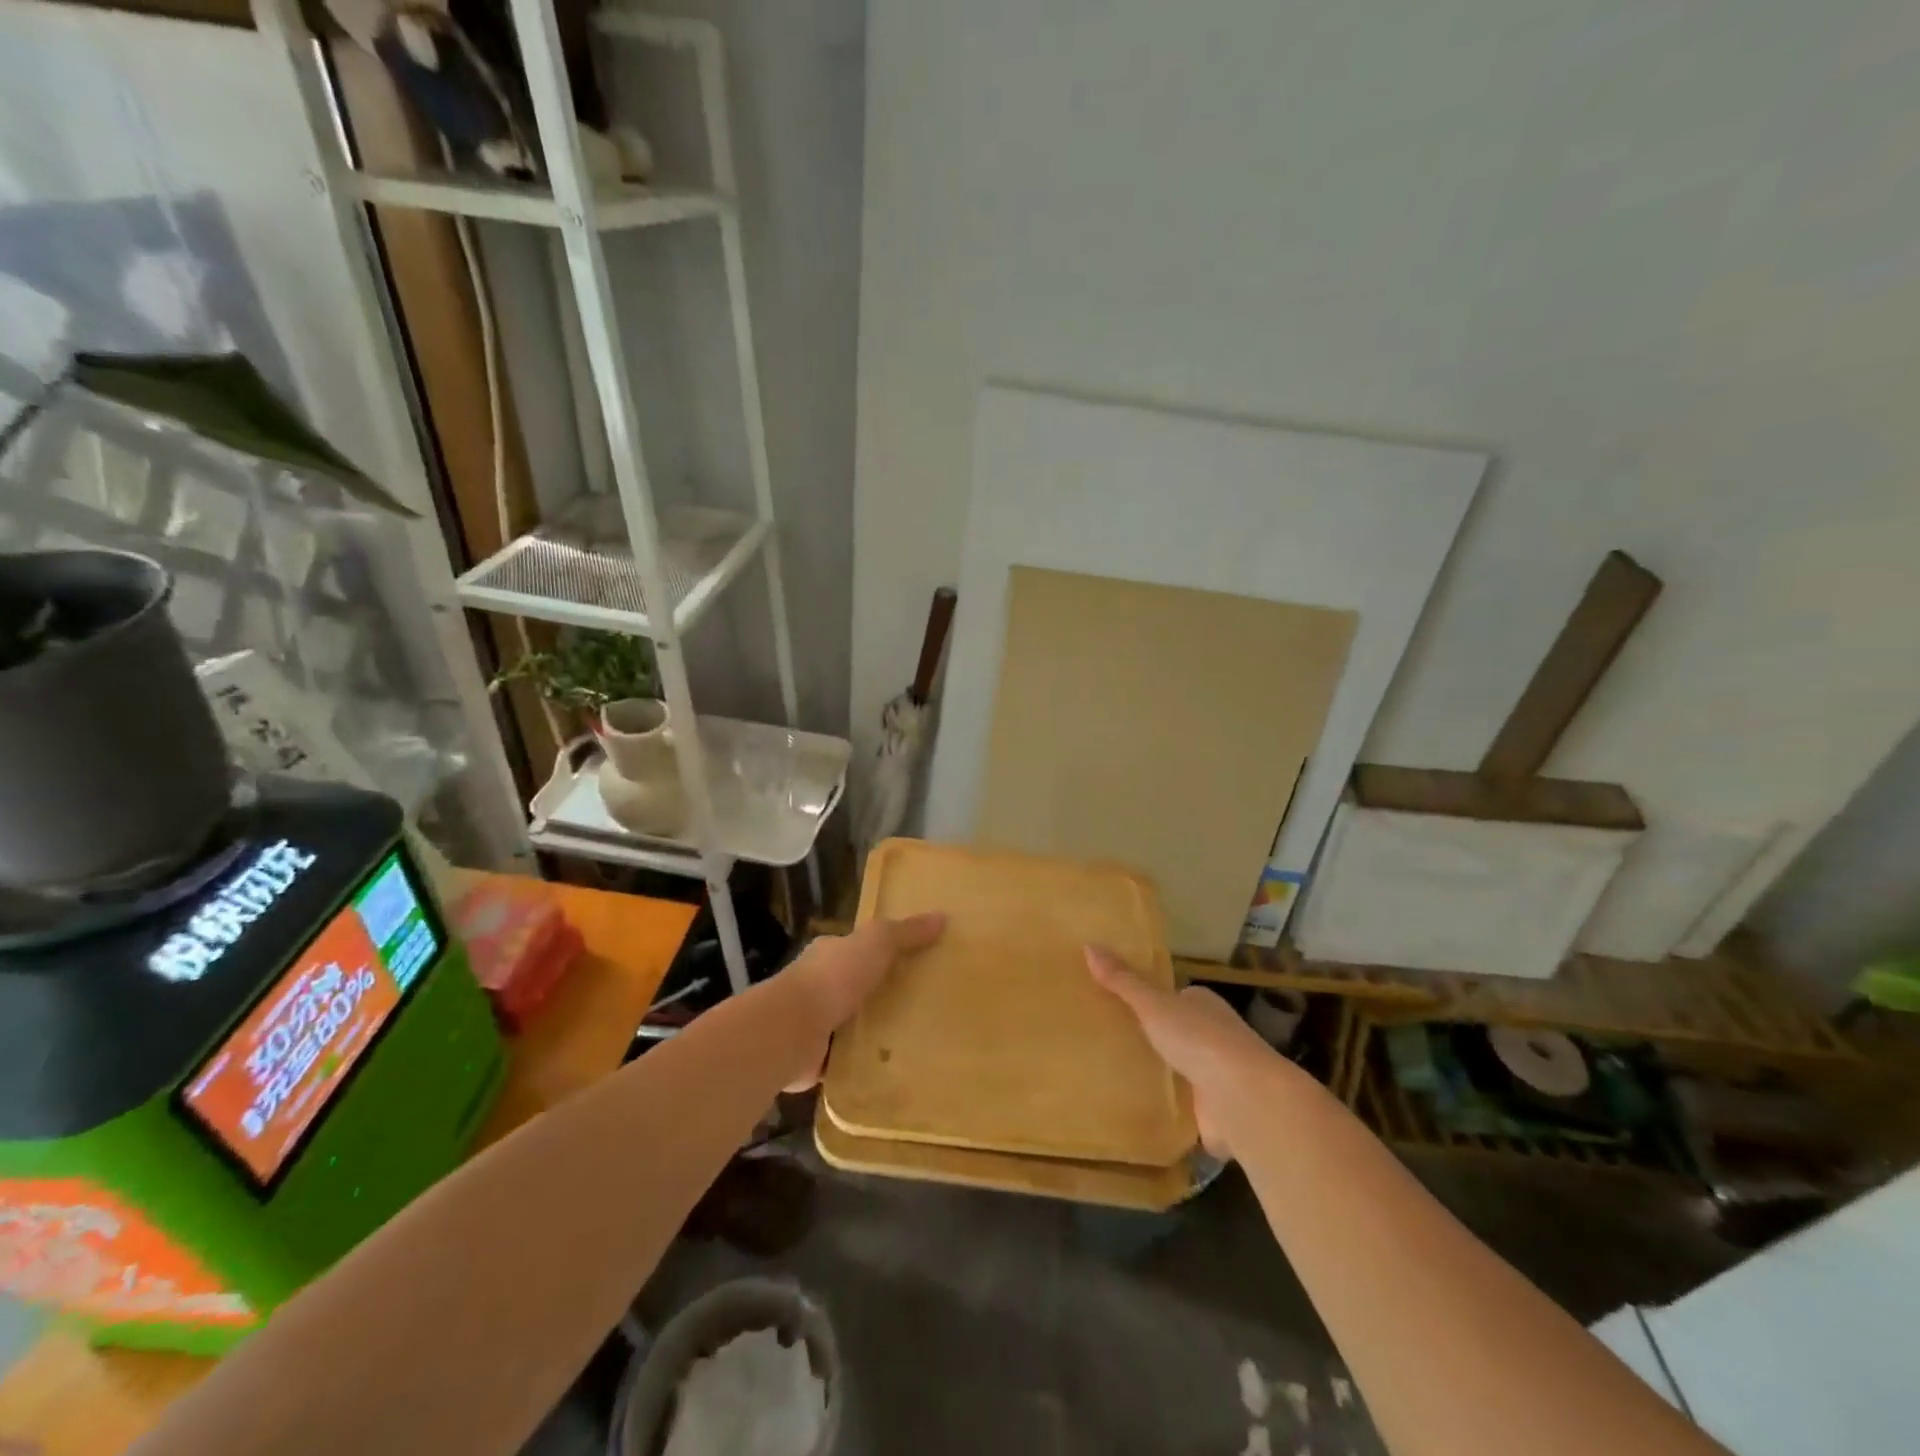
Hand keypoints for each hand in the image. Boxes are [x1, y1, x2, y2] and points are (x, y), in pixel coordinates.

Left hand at [782, 912, 945, 1088]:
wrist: (792, 1030)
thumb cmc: (833, 977)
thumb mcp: (876, 943)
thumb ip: (905, 932)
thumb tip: (941, 916)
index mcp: (828, 954)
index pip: (855, 949)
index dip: (879, 953)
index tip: (911, 964)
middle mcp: (817, 986)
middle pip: (854, 987)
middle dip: (878, 995)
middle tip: (920, 1006)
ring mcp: (813, 1023)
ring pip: (849, 1024)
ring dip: (870, 1032)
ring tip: (912, 1041)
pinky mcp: (813, 1059)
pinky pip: (844, 1059)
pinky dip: (860, 1064)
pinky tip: (887, 1070)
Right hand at [1086, 945, 1282, 1157]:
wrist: (1244, 1099)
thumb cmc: (1200, 1040)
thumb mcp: (1154, 1005)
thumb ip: (1123, 981)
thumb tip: (1089, 945)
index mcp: (1204, 1005)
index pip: (1176, 998)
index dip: (1152, 1001)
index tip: (1121, 1006)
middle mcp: (1215, 1036)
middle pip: (1178, 1033)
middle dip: (1154, 1038)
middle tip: (1111, 1040)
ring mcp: (1217, 1075)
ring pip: (1181, 1069)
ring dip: (1161, 1074)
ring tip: (1115, 1074)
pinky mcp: (1215, 1111)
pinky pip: (1183, 1104)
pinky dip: (1167, 1106)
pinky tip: (1139, 1108)